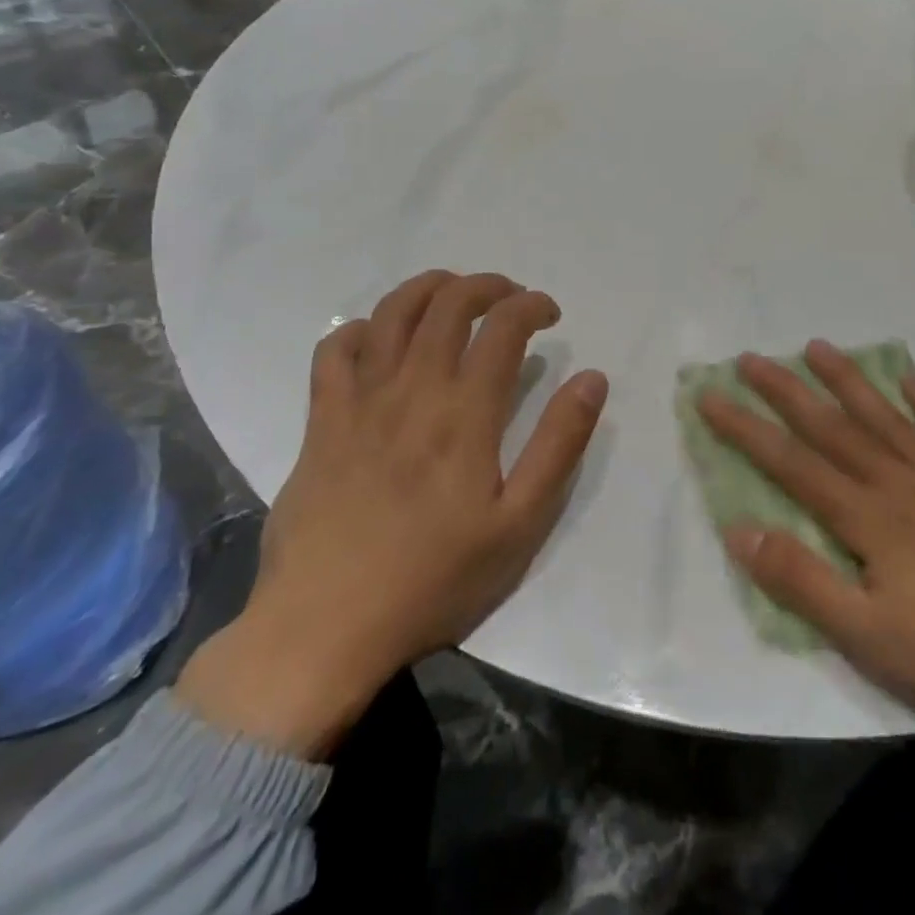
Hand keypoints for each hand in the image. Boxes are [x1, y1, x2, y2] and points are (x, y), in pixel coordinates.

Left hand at [177, 270, 608, 758]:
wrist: (325, 628)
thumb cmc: (434, 580)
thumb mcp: (519, 525)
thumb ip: (559, 445)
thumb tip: (592, 378)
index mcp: (464, 413)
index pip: (504, 327)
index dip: (532, 305)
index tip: (550, 314)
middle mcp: (412, 389)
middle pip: (449, 304)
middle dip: (487, 285)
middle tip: (510, 297)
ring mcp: (360, 400)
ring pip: (392, 313)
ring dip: (428, 288)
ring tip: (453, 292)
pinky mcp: (322, 420)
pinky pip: (334, 351)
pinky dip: (360, 329)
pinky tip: (379, 338)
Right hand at [698, 340, 914, 738]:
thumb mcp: (870, 636)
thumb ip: (802, 579)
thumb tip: (738, 528)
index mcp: (868, 517)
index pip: (790, 463)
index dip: (745, 429)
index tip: (710, 396)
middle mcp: (899, 481)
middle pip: (831, 426)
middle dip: (785, 390)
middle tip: (751, 357)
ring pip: (884, 415)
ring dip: (847, 379)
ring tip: (817, 346)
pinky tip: (911, 379)